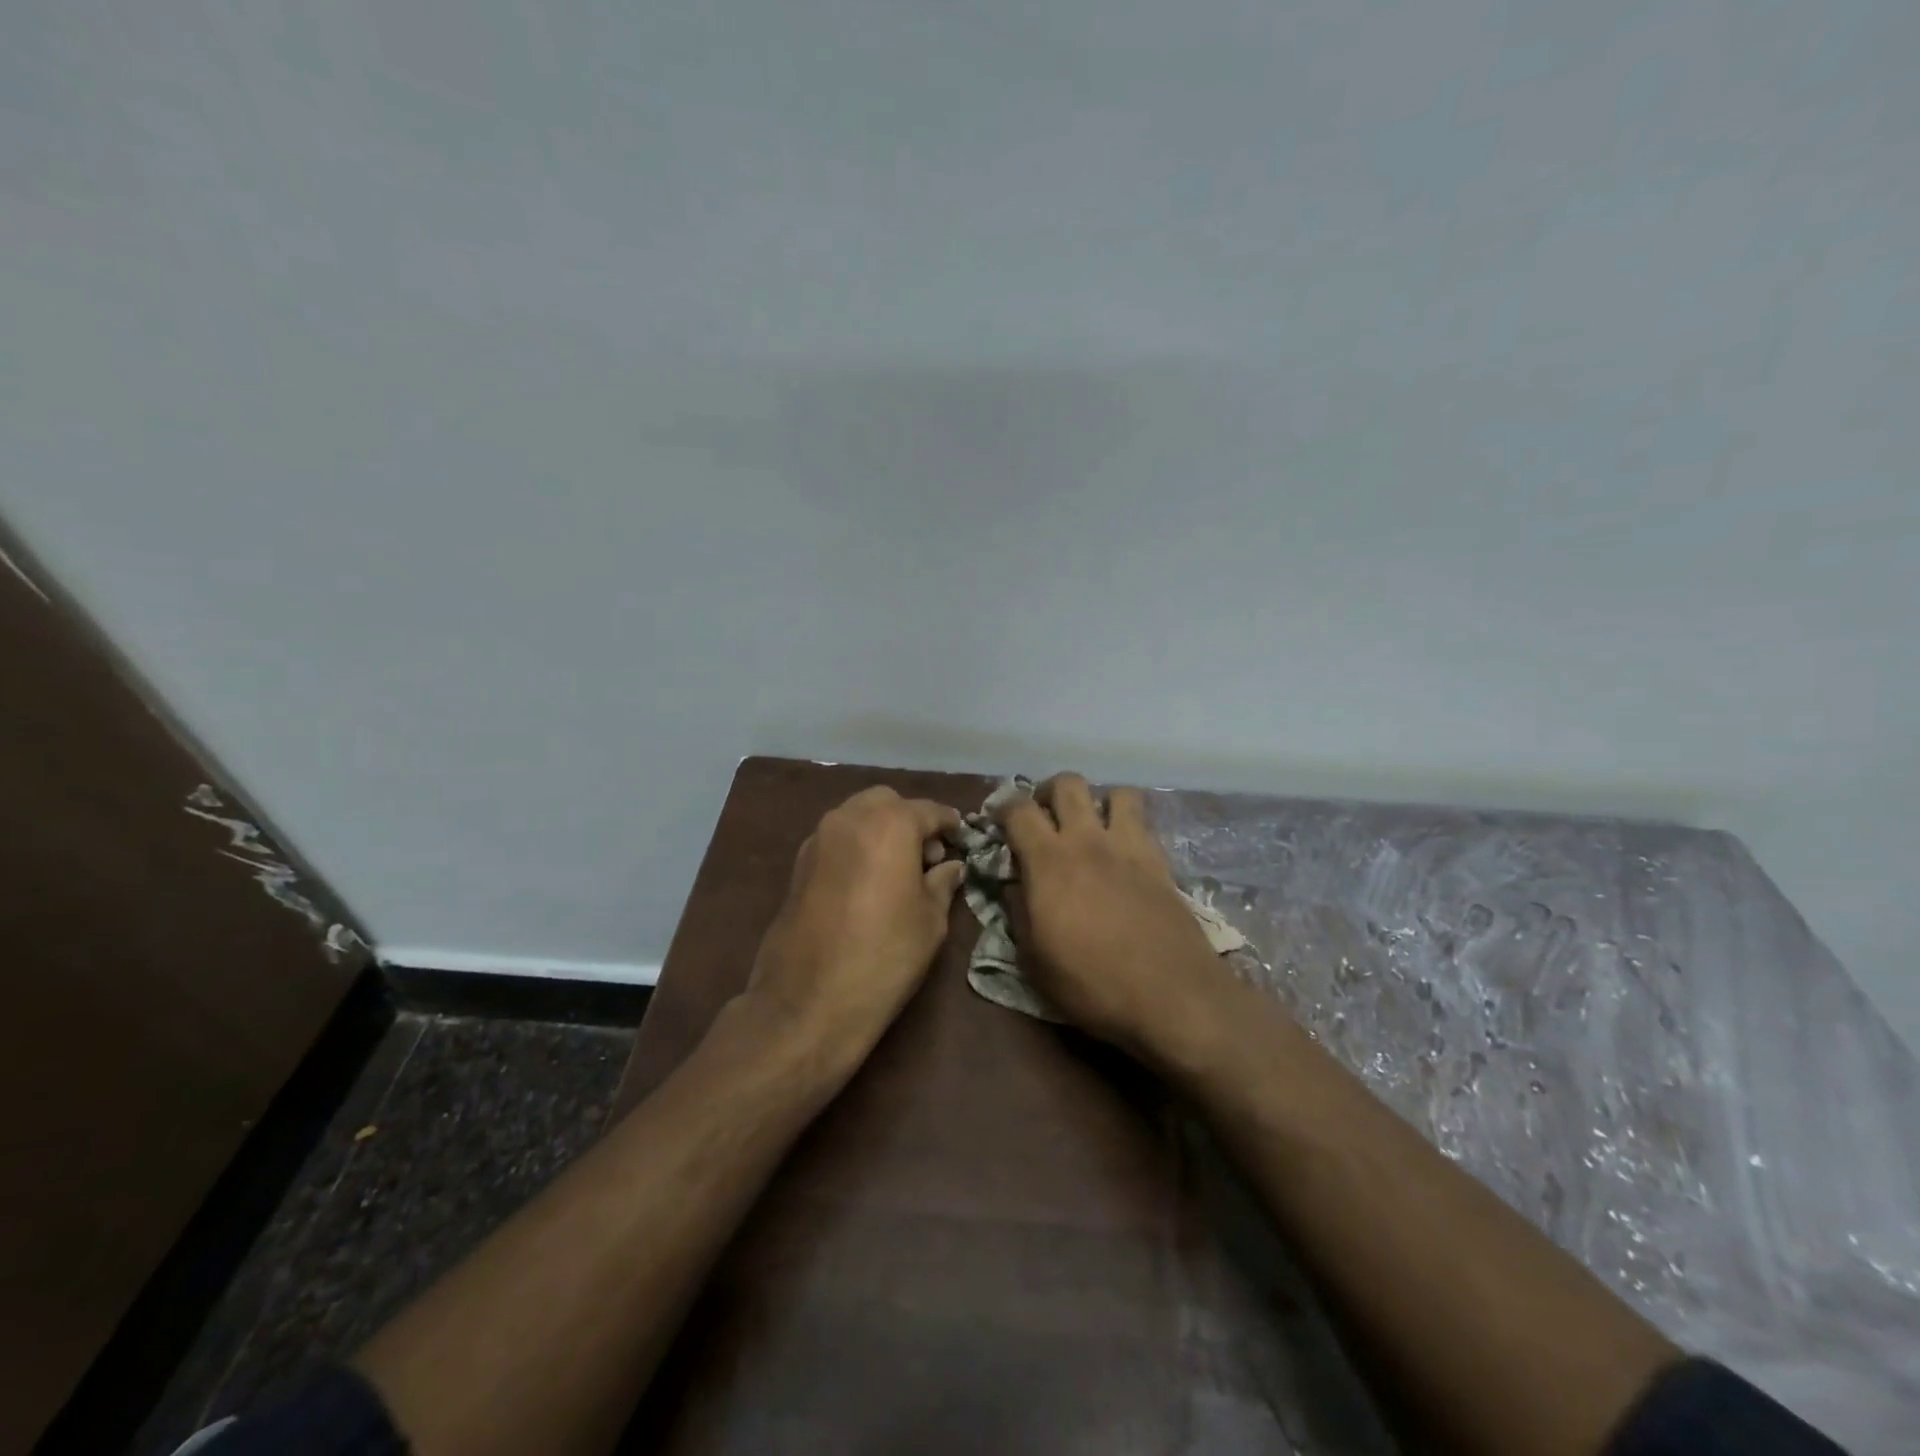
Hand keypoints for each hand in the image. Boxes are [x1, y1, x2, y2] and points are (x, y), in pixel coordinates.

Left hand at [747, 785, 965, 1069]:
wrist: (808, 1001)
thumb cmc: (884, 956)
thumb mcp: (930, 921)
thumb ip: (943, 883)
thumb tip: (951, 867)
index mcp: (890, 824)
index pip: (929, 810)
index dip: (949, 824)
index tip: (962, 839)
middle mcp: (850, 818)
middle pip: (887, 802)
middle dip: (910, 819)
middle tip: (928, 857)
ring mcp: (818, 838)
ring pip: (857, 816)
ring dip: (880, 830)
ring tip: (898, 871)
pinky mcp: (798, 864)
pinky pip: (837, 839)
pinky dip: (857, 846)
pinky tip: (868, 882)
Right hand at [997, 774, 1231, 1053]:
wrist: (1172, 996)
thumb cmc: (1092, 984)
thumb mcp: (1035, 960)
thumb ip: (1019, 912)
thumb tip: (1013, 884)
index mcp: (1049, 861)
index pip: (1019, 810)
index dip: (1004, 807)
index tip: (999, 821)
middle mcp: (1088, 841)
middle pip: (1068, 784)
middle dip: (1049, 791)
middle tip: (1044, 816)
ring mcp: (1129, 847)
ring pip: (1116, 793)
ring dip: (1099, 802)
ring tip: (1092, 827)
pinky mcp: (1161, 861)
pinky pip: (1145, 822)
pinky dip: (1130, 825)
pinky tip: (1124, 853)